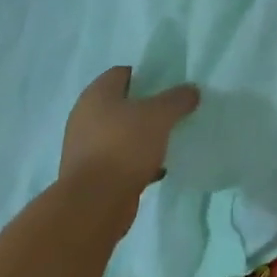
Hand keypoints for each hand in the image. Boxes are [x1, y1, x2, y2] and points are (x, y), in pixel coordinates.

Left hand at [57, 67, 199, 223]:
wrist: (94, 204)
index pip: (123, 73)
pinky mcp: (92, 174)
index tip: (169, 85)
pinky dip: (138, 160)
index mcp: (96, 95)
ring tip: (170, 138)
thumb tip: (191, 90)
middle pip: (123, 104)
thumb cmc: (124, 147)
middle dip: (148, 107)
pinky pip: (120, 158)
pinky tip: (159, 167)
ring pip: (122, 133)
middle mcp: (86, 117)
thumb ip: (177, 99)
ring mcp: (86, 147)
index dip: (147, 75)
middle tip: (173, 111)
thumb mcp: (159, 116)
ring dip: (143, 136)